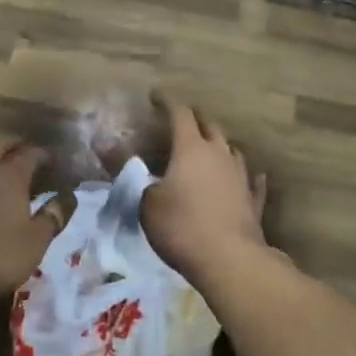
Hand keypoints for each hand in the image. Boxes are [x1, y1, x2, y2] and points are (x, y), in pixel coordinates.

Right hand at [140, 94, 269, 289]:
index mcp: (191, 148)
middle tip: (183, 116)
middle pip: (209, 126)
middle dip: (195, 117)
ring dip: (220, 144)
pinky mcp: (253, 201)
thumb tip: (101, 143)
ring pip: (232, 150)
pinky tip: (254, 175)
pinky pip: (252, 181)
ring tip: (211, 144)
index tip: (156, 95)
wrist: (230, 260)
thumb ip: (126, 169)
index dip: (167, 101)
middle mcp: (219, 154)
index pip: (179, 113)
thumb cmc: (181, 226)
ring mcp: (240, 176)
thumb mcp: (144, 200)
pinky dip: (248, 176)